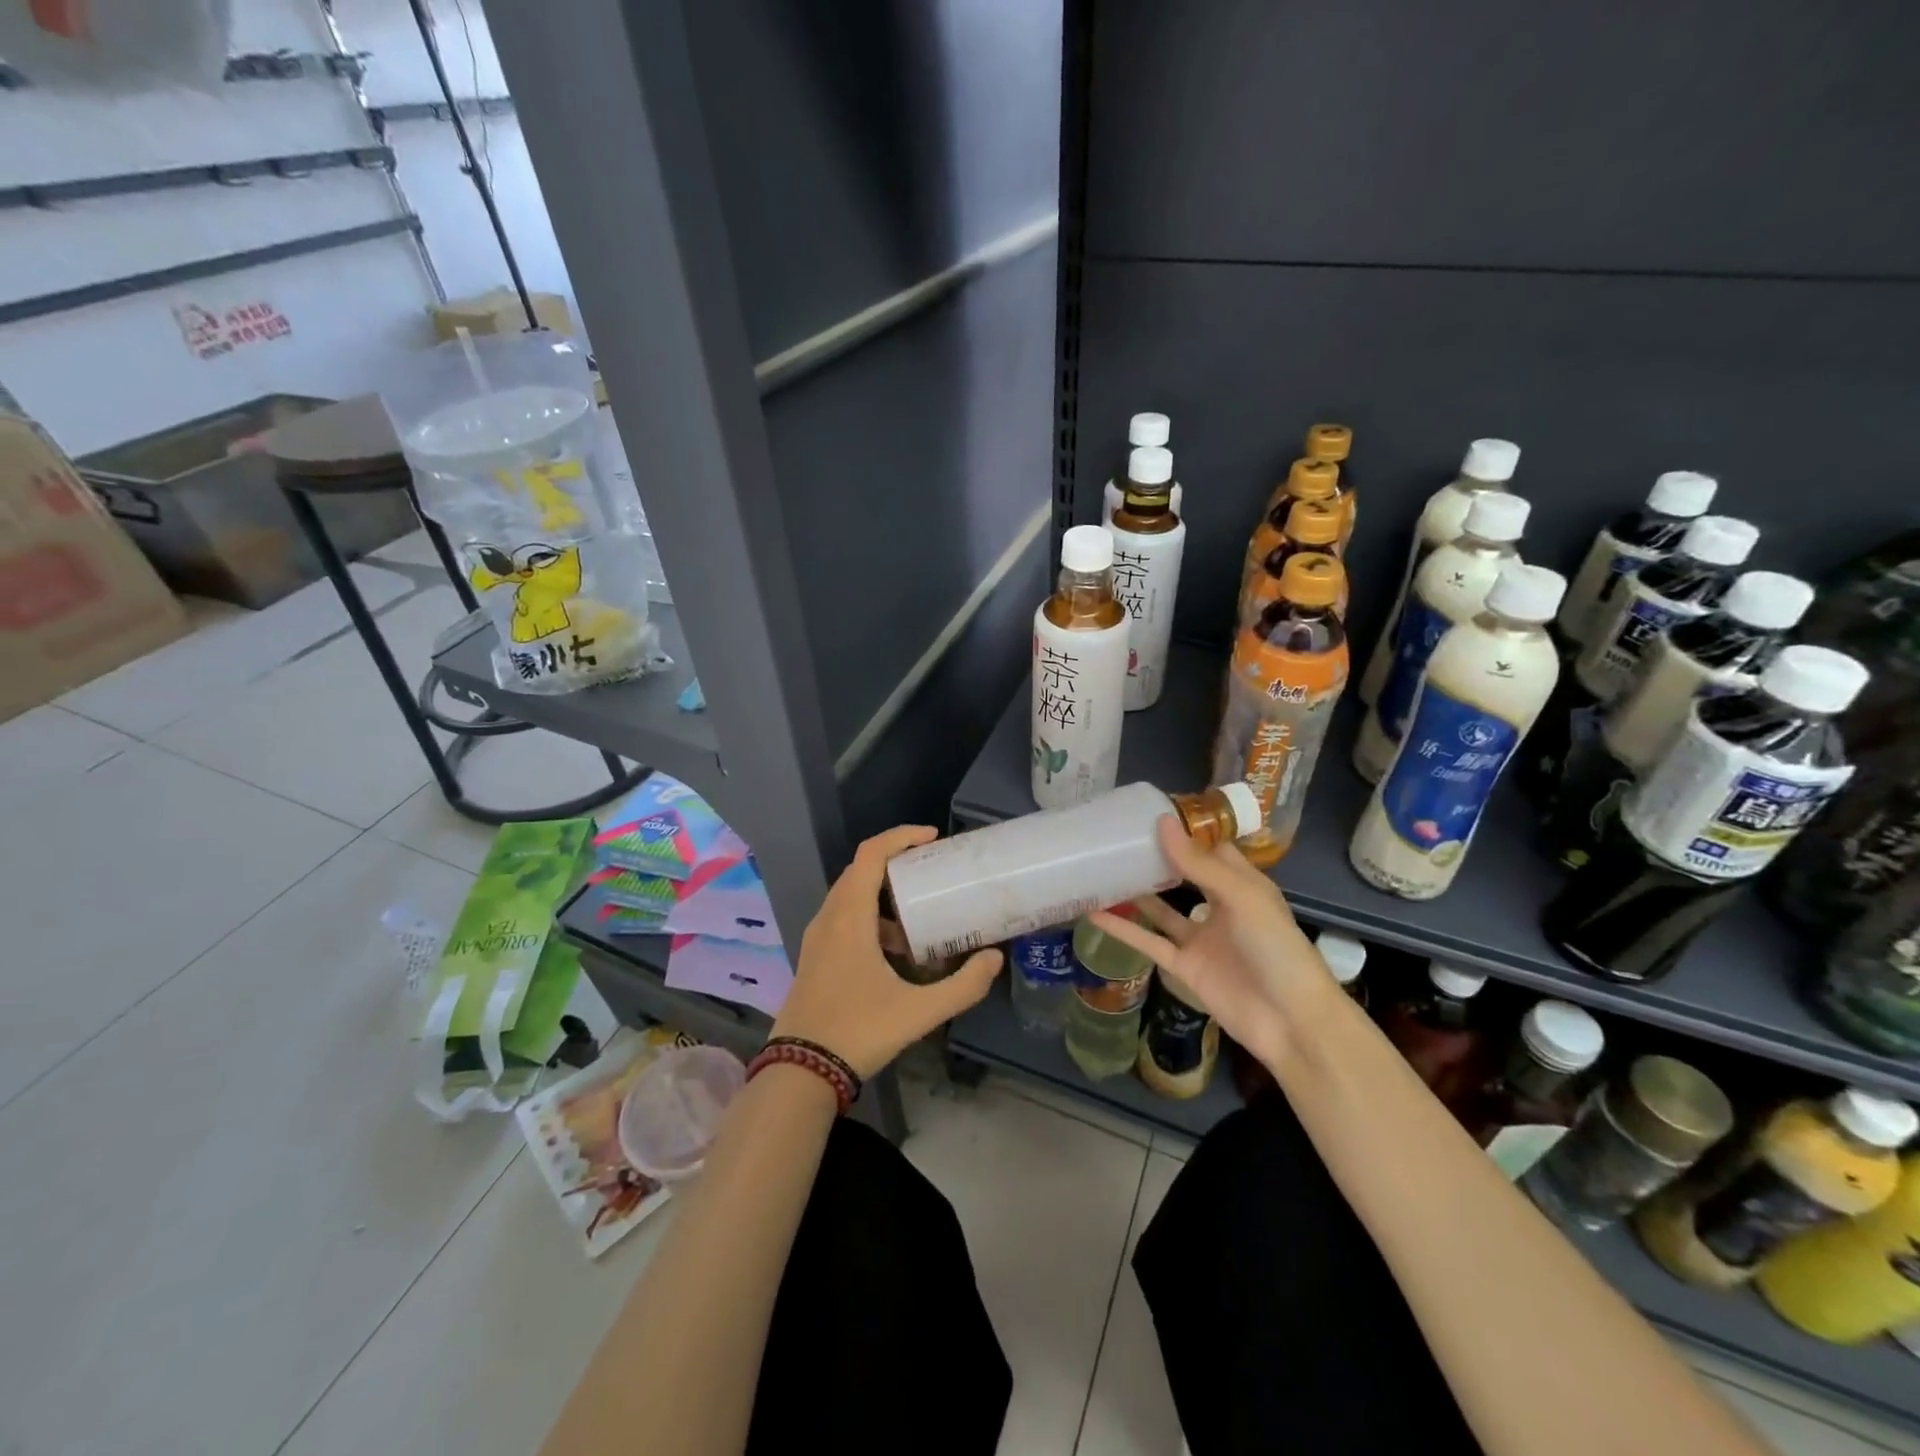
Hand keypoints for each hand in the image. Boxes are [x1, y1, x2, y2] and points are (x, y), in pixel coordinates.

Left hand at [772, 825, 1003, 1077]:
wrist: (800, 1072)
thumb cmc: (858, 1031)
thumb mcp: (919, 1011)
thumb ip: (963, 985)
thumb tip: (995, 958)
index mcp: (849, 917)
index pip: (870, 855)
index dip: (901, 838)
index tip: (932, 839)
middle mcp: (829, 918)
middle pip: (860, 871)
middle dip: (896, 863)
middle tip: (931, 871)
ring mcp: (817, 939)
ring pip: (850, 897)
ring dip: (883, 895)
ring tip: (919, 914)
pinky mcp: (815, 958)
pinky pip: (844, 919)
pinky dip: (870, 918)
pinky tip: (895, 951)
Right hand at [1089, 816, 1332, 1072]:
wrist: (1291, 1024)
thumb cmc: (1276, 949)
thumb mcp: (1242, 898)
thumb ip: (1199, 864)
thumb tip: (1162, 822)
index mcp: (1242, 884)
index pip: (1210, 848)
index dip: (1184, 830)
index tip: (1148, 811)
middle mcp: (1220, 907)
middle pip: (1183, 876)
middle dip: (1155, 857)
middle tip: (1117, 836)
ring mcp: (1201, 939)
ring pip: (1161, 908)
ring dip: (1135, 891)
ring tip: (1101, 869)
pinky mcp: (1185, 967)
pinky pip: (1149, 942)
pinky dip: (1123, 929)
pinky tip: (1094, 913)